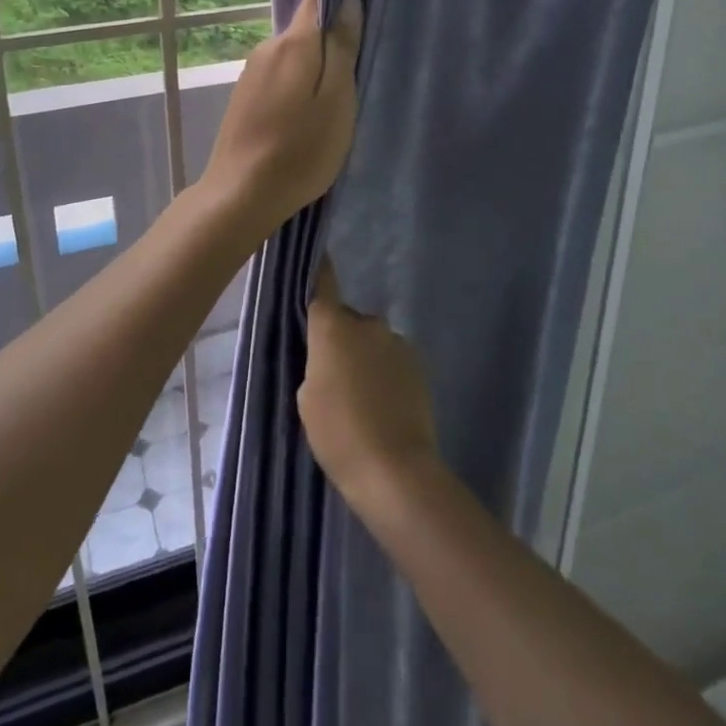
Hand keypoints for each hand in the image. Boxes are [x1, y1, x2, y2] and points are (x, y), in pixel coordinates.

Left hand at [203, 0, 362, 233]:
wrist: (241, 193)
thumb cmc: (300, 150)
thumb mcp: (336, 100)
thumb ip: (342, 49)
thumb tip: (348, 2)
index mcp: (293, 43)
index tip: (359, 0)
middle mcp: (267, 48)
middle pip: (306, 30)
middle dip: (330, 41)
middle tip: (356, 72)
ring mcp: (251, 72)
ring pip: (293, 56)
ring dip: (313, 68)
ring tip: (332, 100)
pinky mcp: (243, 95)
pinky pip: (279, 76)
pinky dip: (296, 85)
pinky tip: (304, 114)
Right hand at [300, 257, 439, 509]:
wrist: (395, 470)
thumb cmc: (338, 433)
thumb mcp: (307, 398)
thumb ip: (316, 364)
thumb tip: (332, 356)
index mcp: (333, 326)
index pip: (323, 283)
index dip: (320, 270)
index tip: (318, 255)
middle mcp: (366, 323)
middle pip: (347, 320)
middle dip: (341, 338)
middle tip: (333, 375)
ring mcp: (396, 341)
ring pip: (371, 341)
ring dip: (364, 357)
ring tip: (361, 397)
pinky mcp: (418, 364)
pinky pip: (392, 359)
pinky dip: (385, 372)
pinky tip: (383, 404)